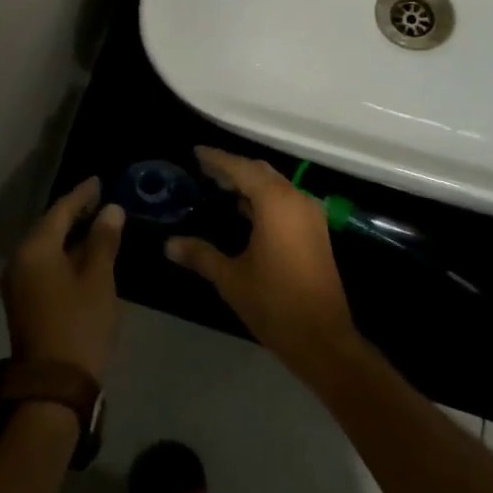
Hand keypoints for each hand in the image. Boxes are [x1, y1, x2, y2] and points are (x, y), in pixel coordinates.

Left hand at [2, 178, 125, 381]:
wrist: (52, 386)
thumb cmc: (79, 325)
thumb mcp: (98, 280)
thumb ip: (103, 241)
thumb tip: (111, 209)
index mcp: (35, 249)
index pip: (60, 211)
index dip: (82, 195)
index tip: (99, 180)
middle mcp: (20, 260)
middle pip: (49, 227)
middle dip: (74, 213)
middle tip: (100, 199)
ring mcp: (18, 282)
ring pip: (46, 247)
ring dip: (69, 235)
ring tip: (96, 223)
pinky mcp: (24, 301)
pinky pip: (44, 264)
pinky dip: (63, 254)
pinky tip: (83, 254)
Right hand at [165, 148, 360, 378]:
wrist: (323, 340)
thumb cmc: (274, 304)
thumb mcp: (230, 278)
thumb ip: (200, 255)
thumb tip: (169, 244)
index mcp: (276, 203)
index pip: (241, 169)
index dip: (217, 159)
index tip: (196, 152)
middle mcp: (296, 200)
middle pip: (260, 172)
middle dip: (233, 168)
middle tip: (204, 170)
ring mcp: (310, 216)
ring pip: (275, 186)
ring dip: (249, 184)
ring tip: (220, 187)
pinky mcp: (316, 232)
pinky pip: (286, 201)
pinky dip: (264, 199)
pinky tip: (244, 211)